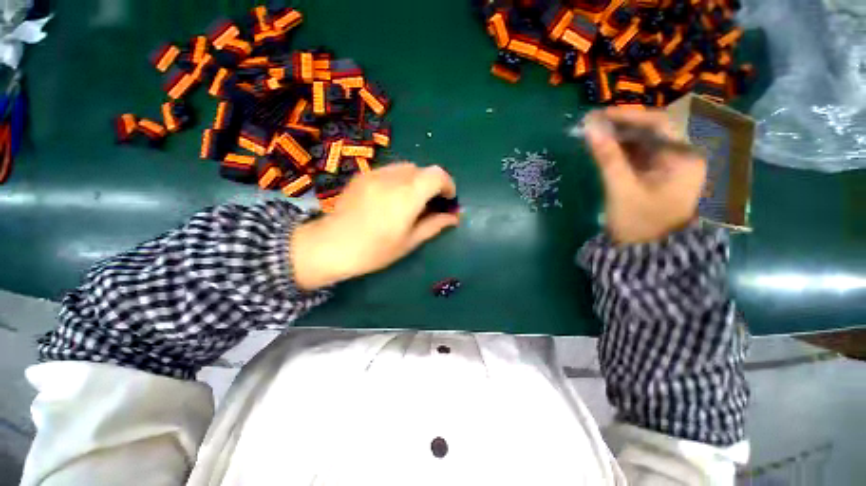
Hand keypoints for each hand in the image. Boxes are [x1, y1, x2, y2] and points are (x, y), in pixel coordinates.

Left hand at [291, 163, 458, 289]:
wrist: (330, 245)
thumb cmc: (374, 251)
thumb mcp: (409, 242)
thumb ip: (434, 225)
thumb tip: (454, 218)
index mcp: (407, 197)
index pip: (437, 175)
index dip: (448, 184)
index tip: (448, 200)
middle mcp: (392, 178)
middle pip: (423, 170)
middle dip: (432, 184)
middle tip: (430, 204)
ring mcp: (375, 173)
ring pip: (406, 167)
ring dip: (416, 181)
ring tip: (410, 200)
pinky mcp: (363, 175)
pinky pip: (389, 170)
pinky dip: (399, 180)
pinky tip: (391, 198)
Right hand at [584, 108, 706, 243]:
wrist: (647, 252)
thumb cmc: (639, 222)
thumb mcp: (621, 189)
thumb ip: (607, 156)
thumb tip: (589, 128)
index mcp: (687, 158)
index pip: (661, 123)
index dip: (628, 115)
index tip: (598, 115)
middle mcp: (687, 155)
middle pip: (656, 128)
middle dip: (624, 124)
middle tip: (593, 123)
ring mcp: (675, 163)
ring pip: (649, 138)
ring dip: (622, 134)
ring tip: (595, 133)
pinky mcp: (662, 171)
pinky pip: (645, 151)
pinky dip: (625, 147)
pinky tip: (607, 146)